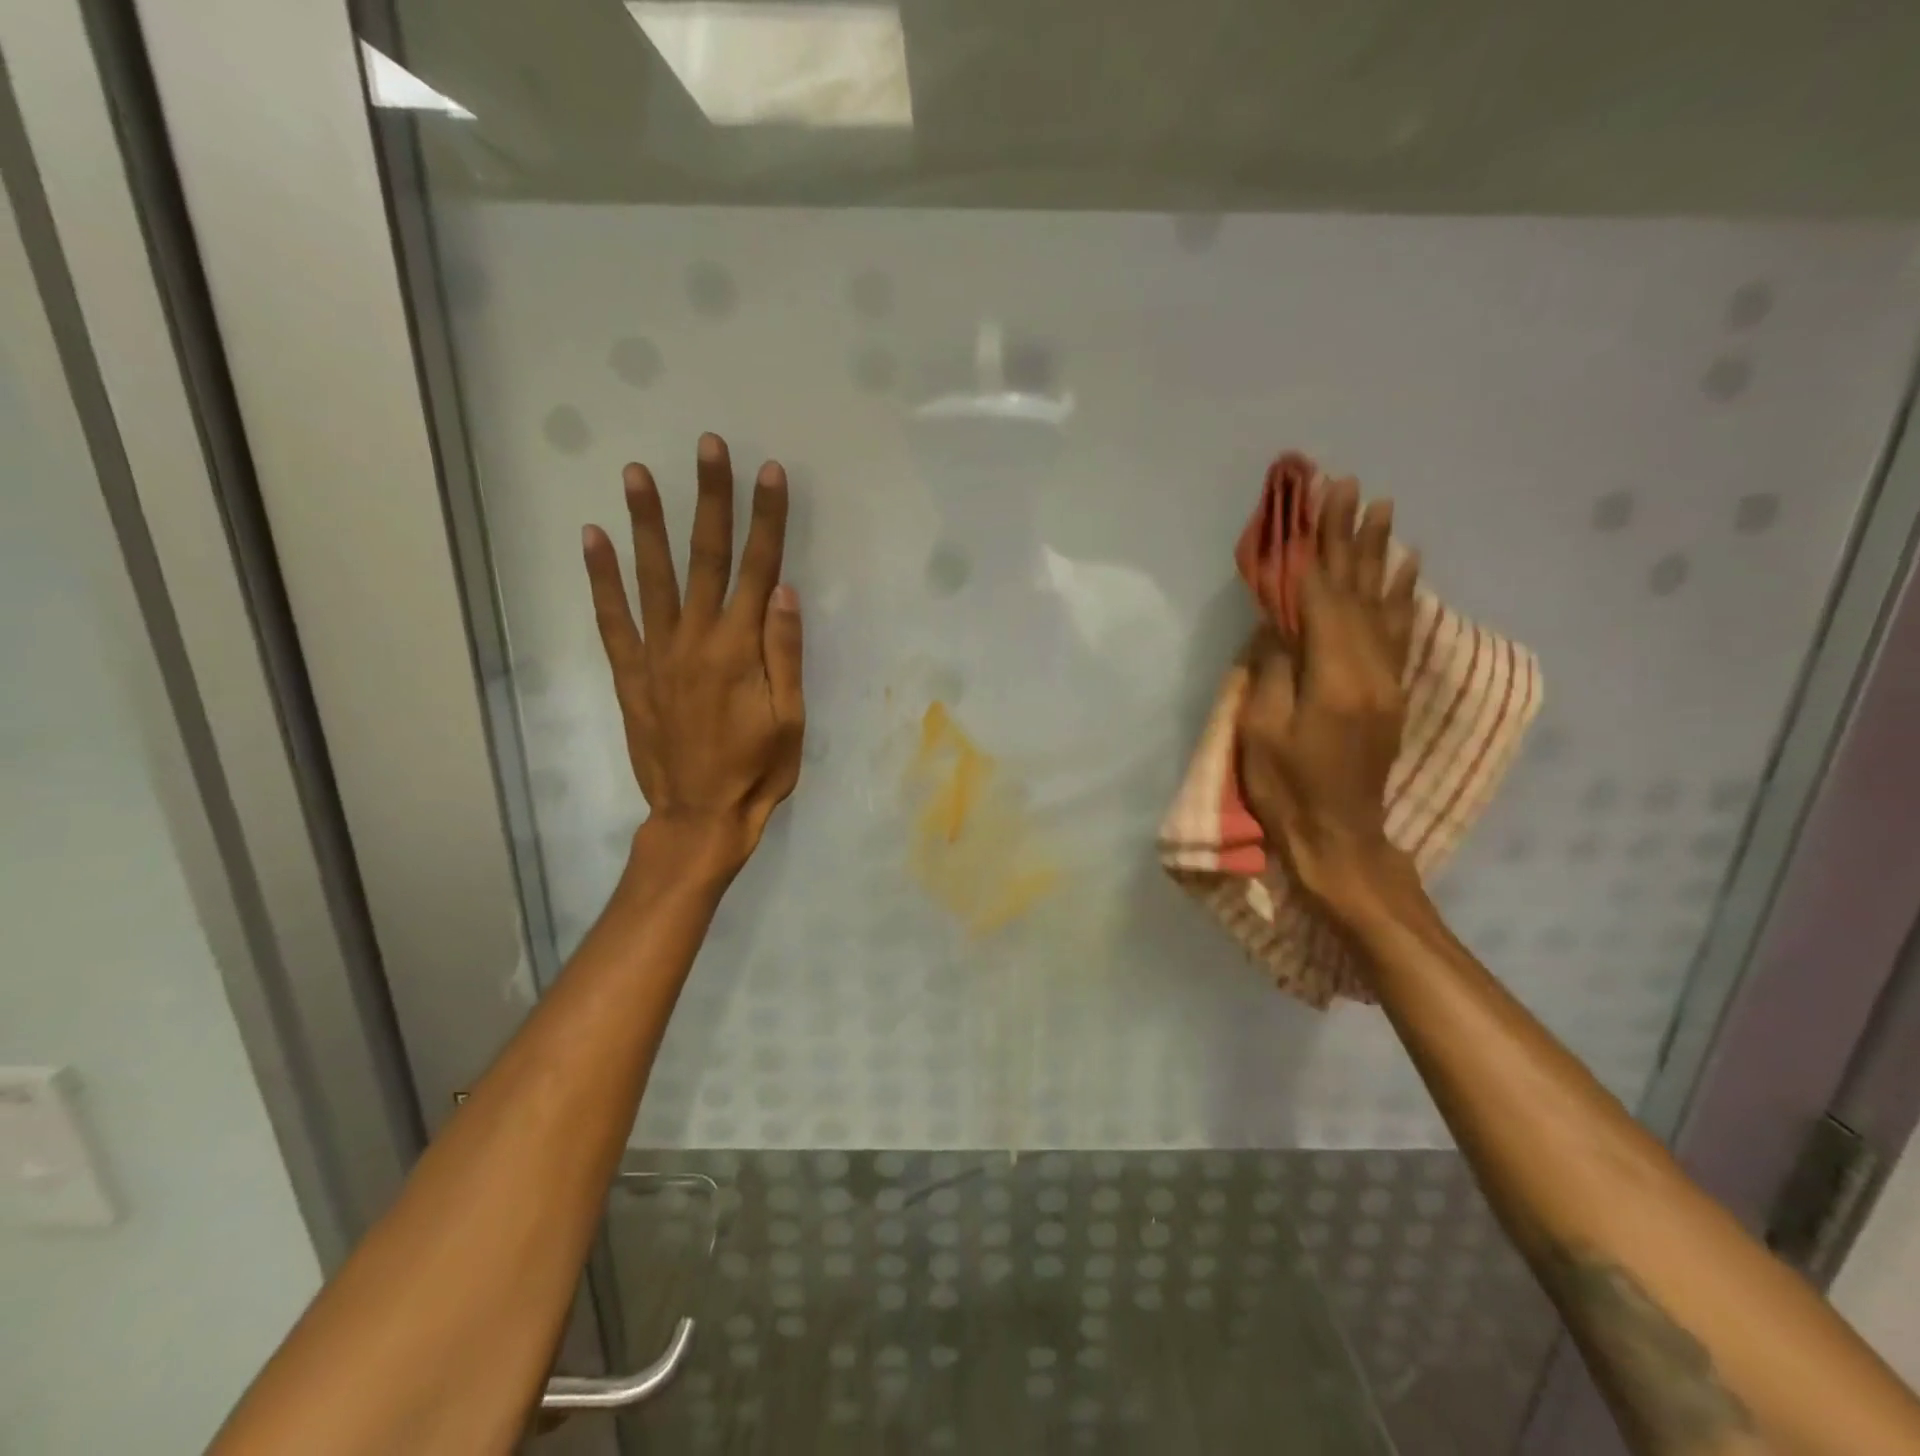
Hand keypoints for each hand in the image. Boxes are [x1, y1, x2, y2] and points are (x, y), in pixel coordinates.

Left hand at [582, 432, 803, 877]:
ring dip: (646, 522)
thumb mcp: (790, 720)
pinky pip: (612, 619)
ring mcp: (657, 655)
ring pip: (652, 577)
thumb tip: (782, 590)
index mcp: (741, 650)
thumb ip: (785, 654)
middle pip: (706, 558)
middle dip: (710, 499)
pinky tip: (592, 538)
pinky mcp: (632, 674)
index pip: (758, 569)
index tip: (770, 473)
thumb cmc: (757, 771)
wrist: (699, 817)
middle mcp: (695, 640)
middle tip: (708, 447)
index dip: (766, 519)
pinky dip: (600, 577)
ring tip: (636, 472)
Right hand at [1238, 477, 1419, 914]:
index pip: (1323, 598)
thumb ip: (1274, 669)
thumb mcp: (1261, 730)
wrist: (1339, 835)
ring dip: (1380, 554)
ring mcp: (1388, 680)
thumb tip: (1281, 623)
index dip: (1316, 549)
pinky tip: (1406, 568)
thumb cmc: (1286, 787)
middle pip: (1358, 590)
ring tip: (1382, 509)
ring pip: (1384, 603)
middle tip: (1349, 487)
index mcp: (1334, 677)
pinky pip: (1399, 631)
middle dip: (1351, 536)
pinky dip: (1401, 594)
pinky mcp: (1391, 692)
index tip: (1316, 502)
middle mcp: (1371, 668)